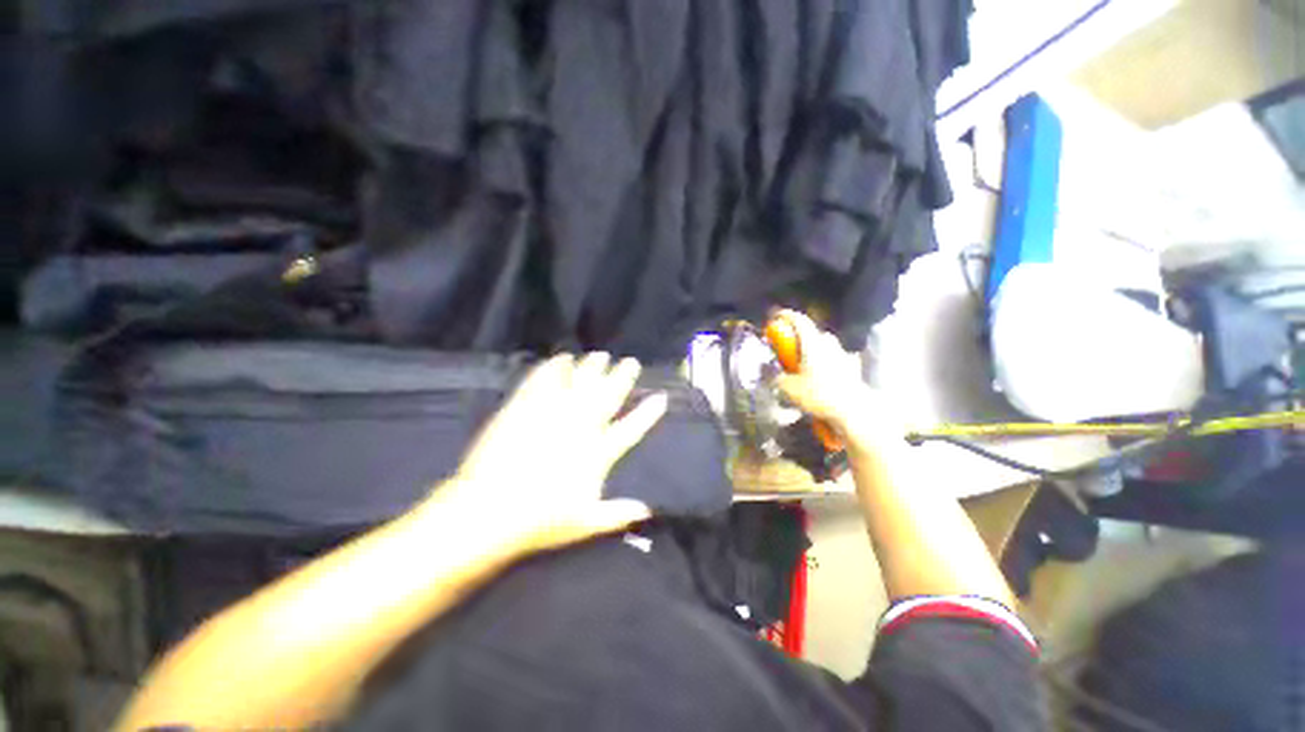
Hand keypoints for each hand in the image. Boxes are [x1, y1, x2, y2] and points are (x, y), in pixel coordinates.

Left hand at [432, 353, 667, 554]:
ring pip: (579, 382)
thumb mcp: (585, 523)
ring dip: (592, 366)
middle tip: (630, 361)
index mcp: (598, 452)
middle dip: (622, 376)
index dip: (648, 413)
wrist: (489, 510)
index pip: (631, 428)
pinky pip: (544, 380)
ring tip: (600, 355)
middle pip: (607, 395)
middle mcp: (581, 426)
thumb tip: (647, 511)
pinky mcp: (526, 407)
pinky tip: (560, 358)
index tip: (661, 397)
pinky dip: (554, 367)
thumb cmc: (541, 520)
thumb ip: (618, 514)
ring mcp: (553, 413)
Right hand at [771, 310, 872, 434]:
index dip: (787, 316)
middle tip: (790, 347)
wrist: (853, 410)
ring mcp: (843, 355)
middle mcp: (829, 344)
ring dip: (815, 349)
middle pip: (813, 333)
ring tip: (806, 363)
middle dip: (801, 337)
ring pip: (826, 345)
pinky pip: (836, 358)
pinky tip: (823, 374)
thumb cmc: (818, 395)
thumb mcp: (789, 389)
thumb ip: (779, 379)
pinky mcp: (852, 368)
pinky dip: (828, 362)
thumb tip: (775, 375)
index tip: (778, 316)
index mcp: (812, 344)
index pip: (799, 321)